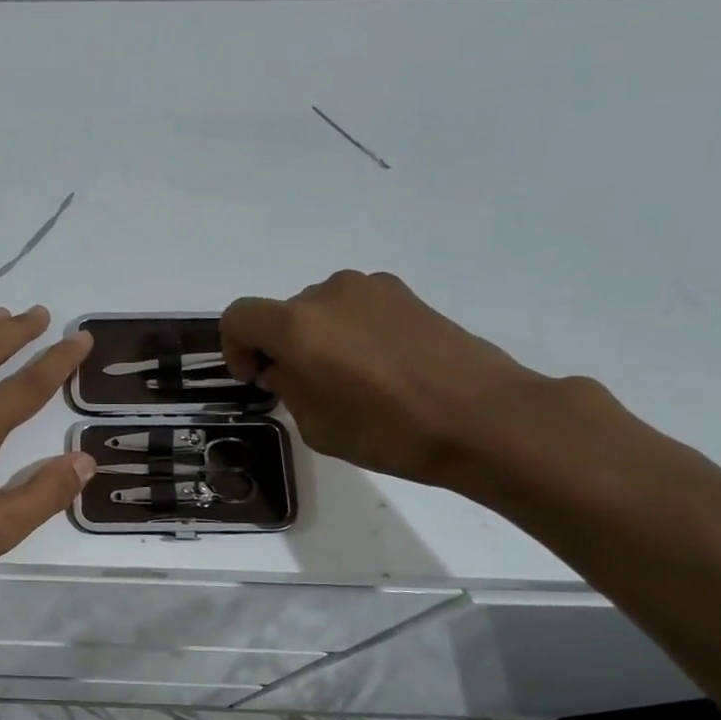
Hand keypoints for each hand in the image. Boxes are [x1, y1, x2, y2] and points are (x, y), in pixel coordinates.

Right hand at [221, 271, 551, 486]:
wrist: (485, 418)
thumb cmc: (391, 431)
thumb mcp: (318, 427)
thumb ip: (288, 388)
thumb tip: (285, 369)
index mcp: (297, 326)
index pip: (238, 317)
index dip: (235, 348)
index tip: (257, 378)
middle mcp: (328, 294)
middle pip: (281, 313)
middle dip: (280, 346)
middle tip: (303, 387)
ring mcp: (371, 288)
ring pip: (320, 309)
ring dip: (317, 338)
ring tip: (347, 378)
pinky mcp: (405, 294)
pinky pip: (356, 308)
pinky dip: (350, 331)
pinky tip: (380, 367)